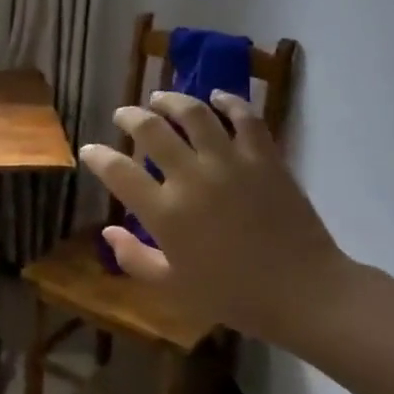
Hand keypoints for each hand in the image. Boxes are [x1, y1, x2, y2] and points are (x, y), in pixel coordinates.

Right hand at [79, 91, 349, 339]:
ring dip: (171, 100)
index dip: (97, 156)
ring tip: (160, 98)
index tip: (90, 150)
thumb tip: (108, 232)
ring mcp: (230, 163)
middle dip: (129, 116)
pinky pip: (244, 117)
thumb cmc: (232, 295)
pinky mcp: (264, 157)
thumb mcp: (172, 287)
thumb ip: (134, 258)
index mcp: (165, 212)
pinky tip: (217, 97)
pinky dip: (228, 102)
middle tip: (123, 115)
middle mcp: (192, 178)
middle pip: (151, 130)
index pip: (117, 171)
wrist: (304, 292)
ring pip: (194, 113)